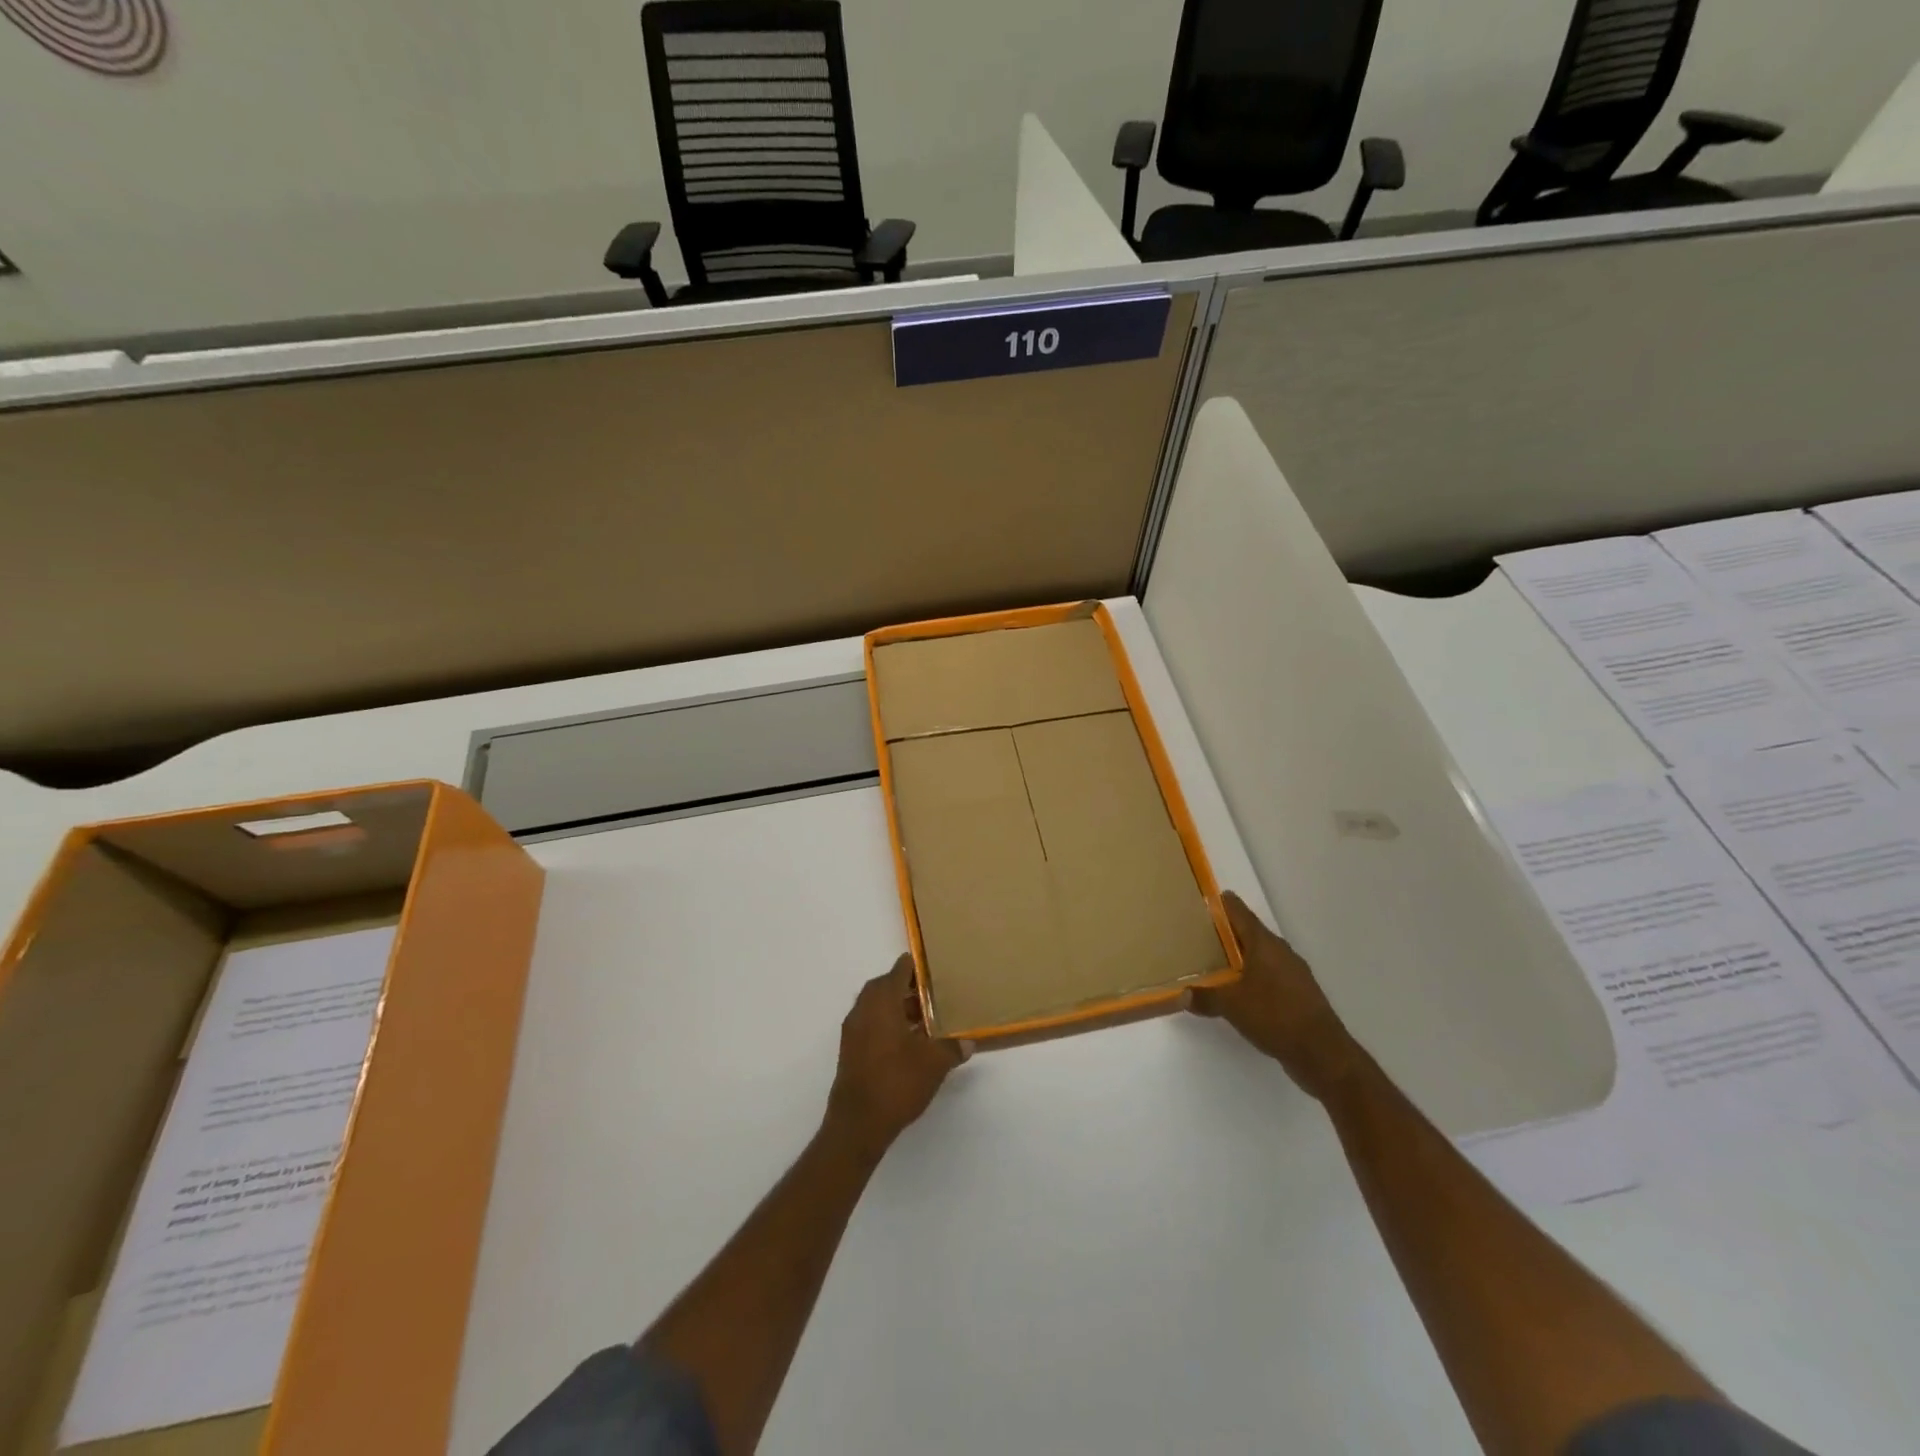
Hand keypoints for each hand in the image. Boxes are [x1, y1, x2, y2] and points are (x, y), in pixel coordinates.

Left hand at [824, 955, 967, 1167]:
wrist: (858, 1123)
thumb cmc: (897, 1082)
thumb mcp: (934, 1063)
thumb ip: (952, 1047)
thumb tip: (968, 1042)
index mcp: (882, 1001)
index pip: (899, 969)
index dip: (917, 967)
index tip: (935, 970)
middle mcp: (863, 1009)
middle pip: (886, 986)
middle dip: (908, 989)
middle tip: (933, 997)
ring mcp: (853, 1030)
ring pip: (877, 1007)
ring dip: (898, 1008)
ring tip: (925, 1023)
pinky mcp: (850, 1051)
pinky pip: (870, 1025)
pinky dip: (888, 1026)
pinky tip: (908, 1045)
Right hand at [1190, 893, 1365, 1099]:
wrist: (1323, 1054)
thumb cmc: (1275, 1016)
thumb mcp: (1232, 1006)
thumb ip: (1205, 997)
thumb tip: (1182, 995)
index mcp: (1265, 944)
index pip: (1240, 913)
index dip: (1222, 904)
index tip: (1205, 899)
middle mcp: (1281, 952)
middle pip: (1250, 933)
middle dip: (1227, 933)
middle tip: (1200, 934)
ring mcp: (1294, 974)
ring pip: (1261, 956)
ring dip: (1241, 957)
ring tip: (1215, 963)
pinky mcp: (1300, 995)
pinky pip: (1270, 976)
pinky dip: (1253, 977)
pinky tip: (1239, 992)